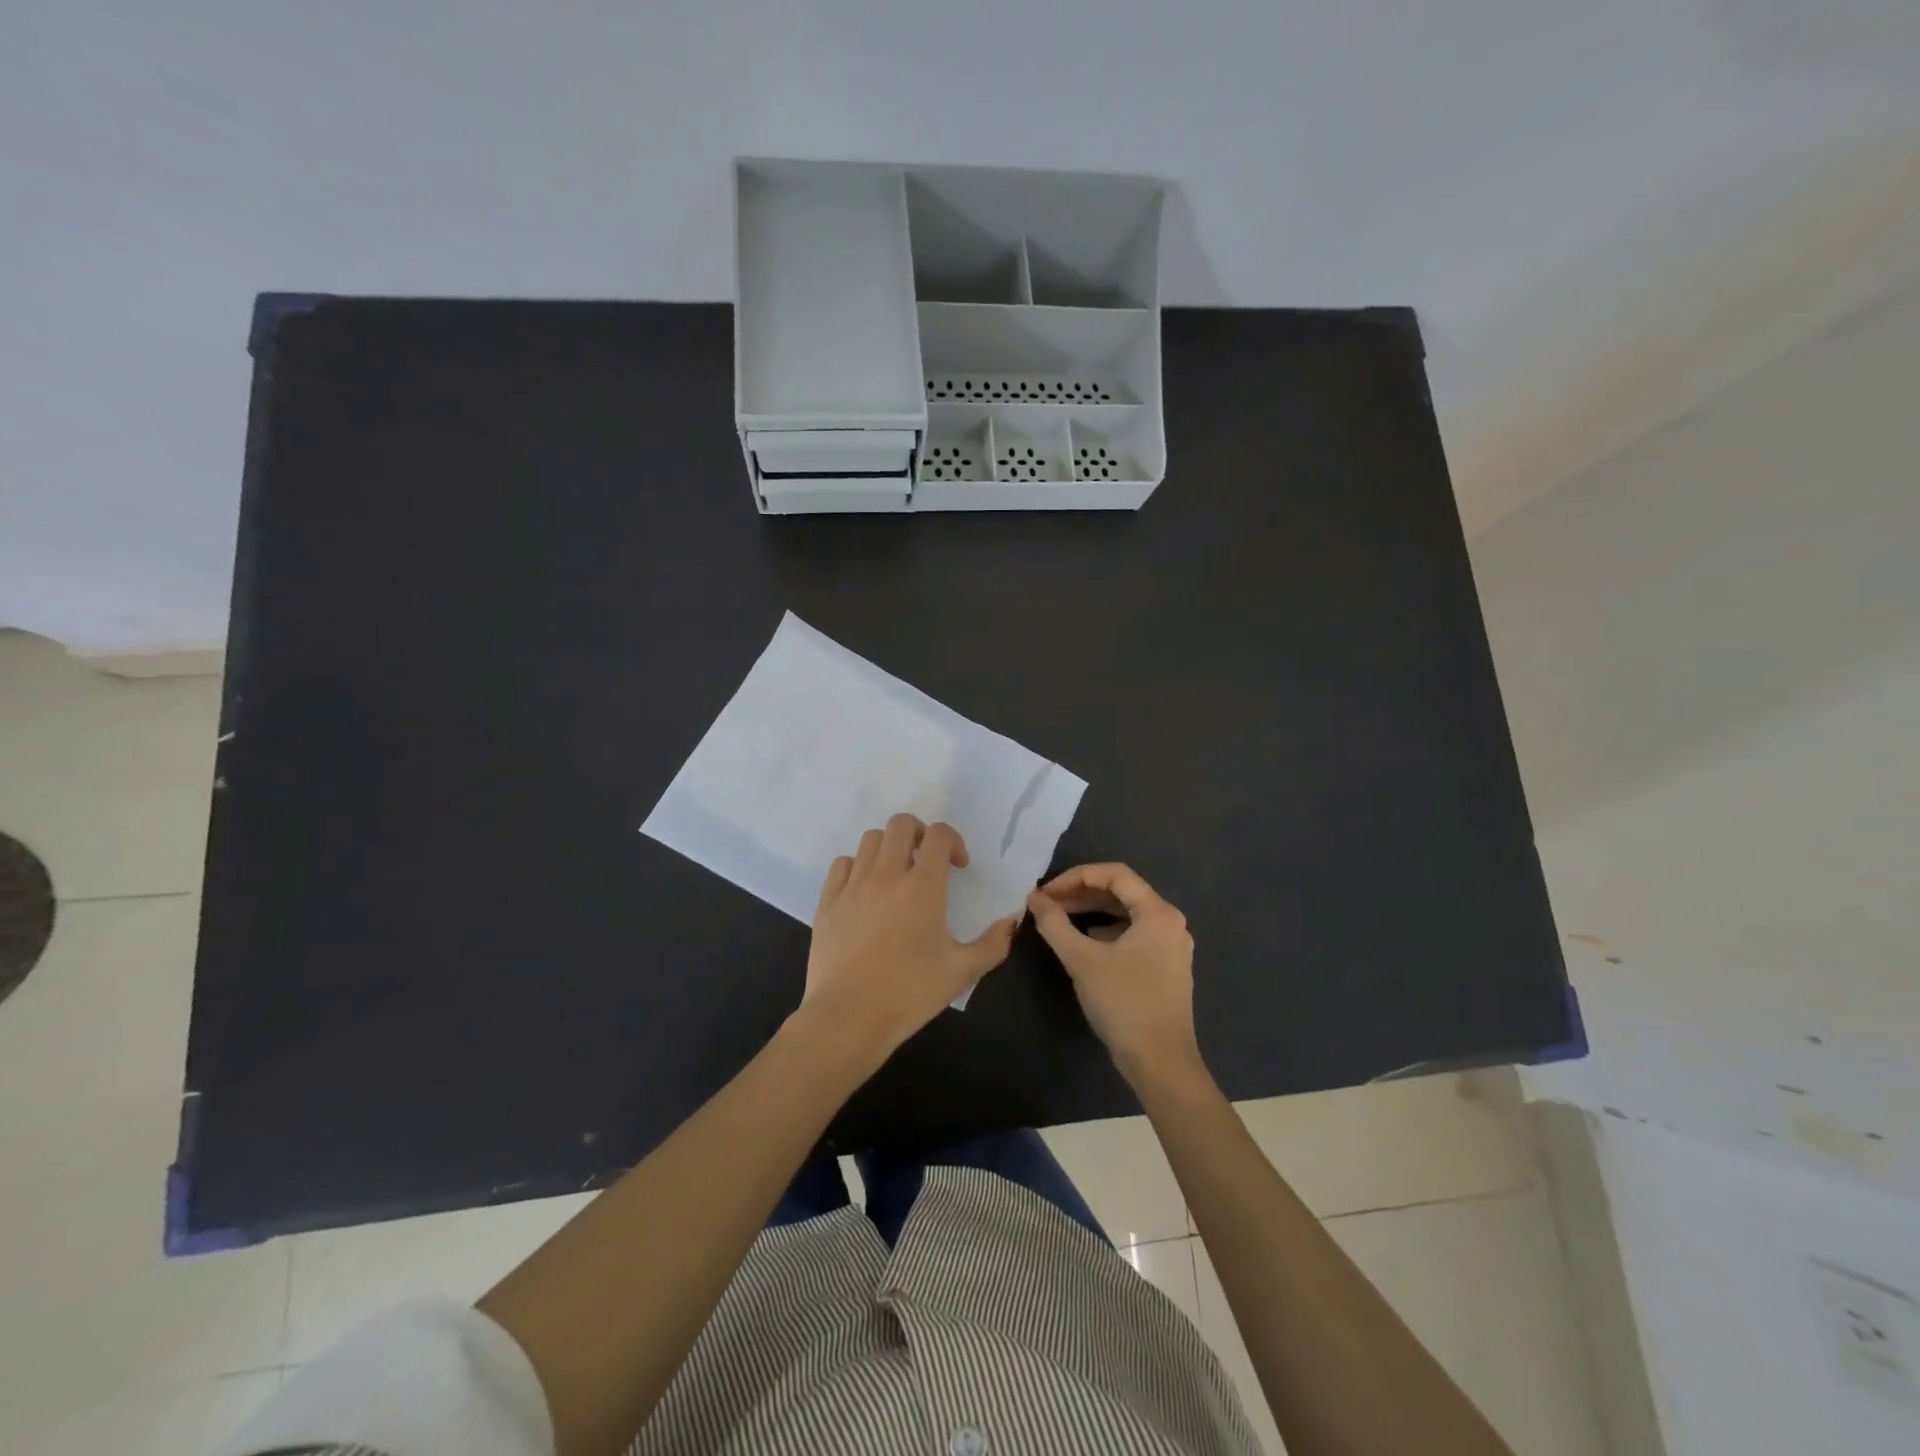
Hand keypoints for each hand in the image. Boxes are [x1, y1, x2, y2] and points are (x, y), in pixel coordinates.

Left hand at [796, 814, 1018, 1065]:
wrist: (848, 1018)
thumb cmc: (910, 994)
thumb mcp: (962, 972)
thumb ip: (993, 943)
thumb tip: (1012, 920)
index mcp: (922, 887)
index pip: (939, 835)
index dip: (953, 840)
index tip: (958, 866)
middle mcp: (886, 875)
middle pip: (901, 824)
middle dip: (920, 834)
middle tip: (928, 861)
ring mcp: (852, 886)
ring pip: (870, 839)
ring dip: (890, 847)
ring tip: (897, 874)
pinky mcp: (827, 901)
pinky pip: (842, 864)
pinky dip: (858, 866)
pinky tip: (865, 890)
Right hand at [1026, 863, 1200, 1082]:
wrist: (1161, 1063)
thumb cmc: (1124, 1004)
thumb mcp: (1082, 960)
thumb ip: (1055, 924)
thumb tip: (1035, 899)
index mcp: (1158, 913)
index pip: (1115, 874)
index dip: (1076, 876)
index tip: (1046, 892)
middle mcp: (1170, 922)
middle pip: (1122, 892)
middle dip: (1081, 893)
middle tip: (1047, 904)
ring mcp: (1171, 946)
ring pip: (1127, 914)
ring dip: (1092, 911)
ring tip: (1059, 919)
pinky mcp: (1166, 967)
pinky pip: (1133, 934)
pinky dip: (1106, 931)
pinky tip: (1084, 942)